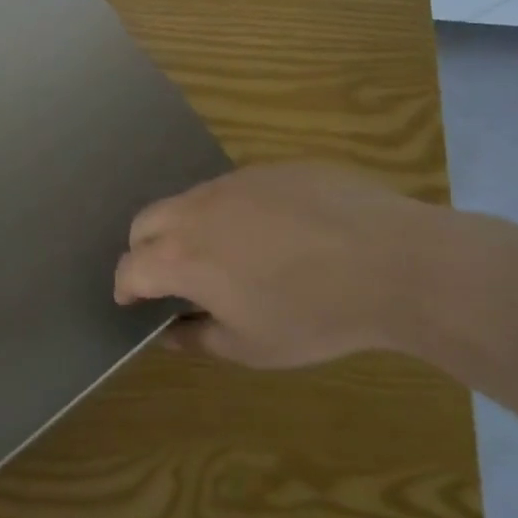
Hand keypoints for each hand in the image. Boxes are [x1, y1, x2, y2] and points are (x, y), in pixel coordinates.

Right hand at [113, 161, 454, 367]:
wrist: (393, 261)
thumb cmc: (315, 316)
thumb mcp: (253, 347)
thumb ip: (199, 338)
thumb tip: (169, 332)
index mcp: (181, 257)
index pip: (130, 267)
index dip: (125, 287)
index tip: (131, 301)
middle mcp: (195, 210)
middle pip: (145, 222)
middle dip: (144, 249)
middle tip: (169, 276)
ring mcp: (232, 182)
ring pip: (187, 200)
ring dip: (186, 227)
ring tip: (223, 255)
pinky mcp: (268, 169)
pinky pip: (232, 189)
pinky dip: (230, 211)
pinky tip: (273, 234)